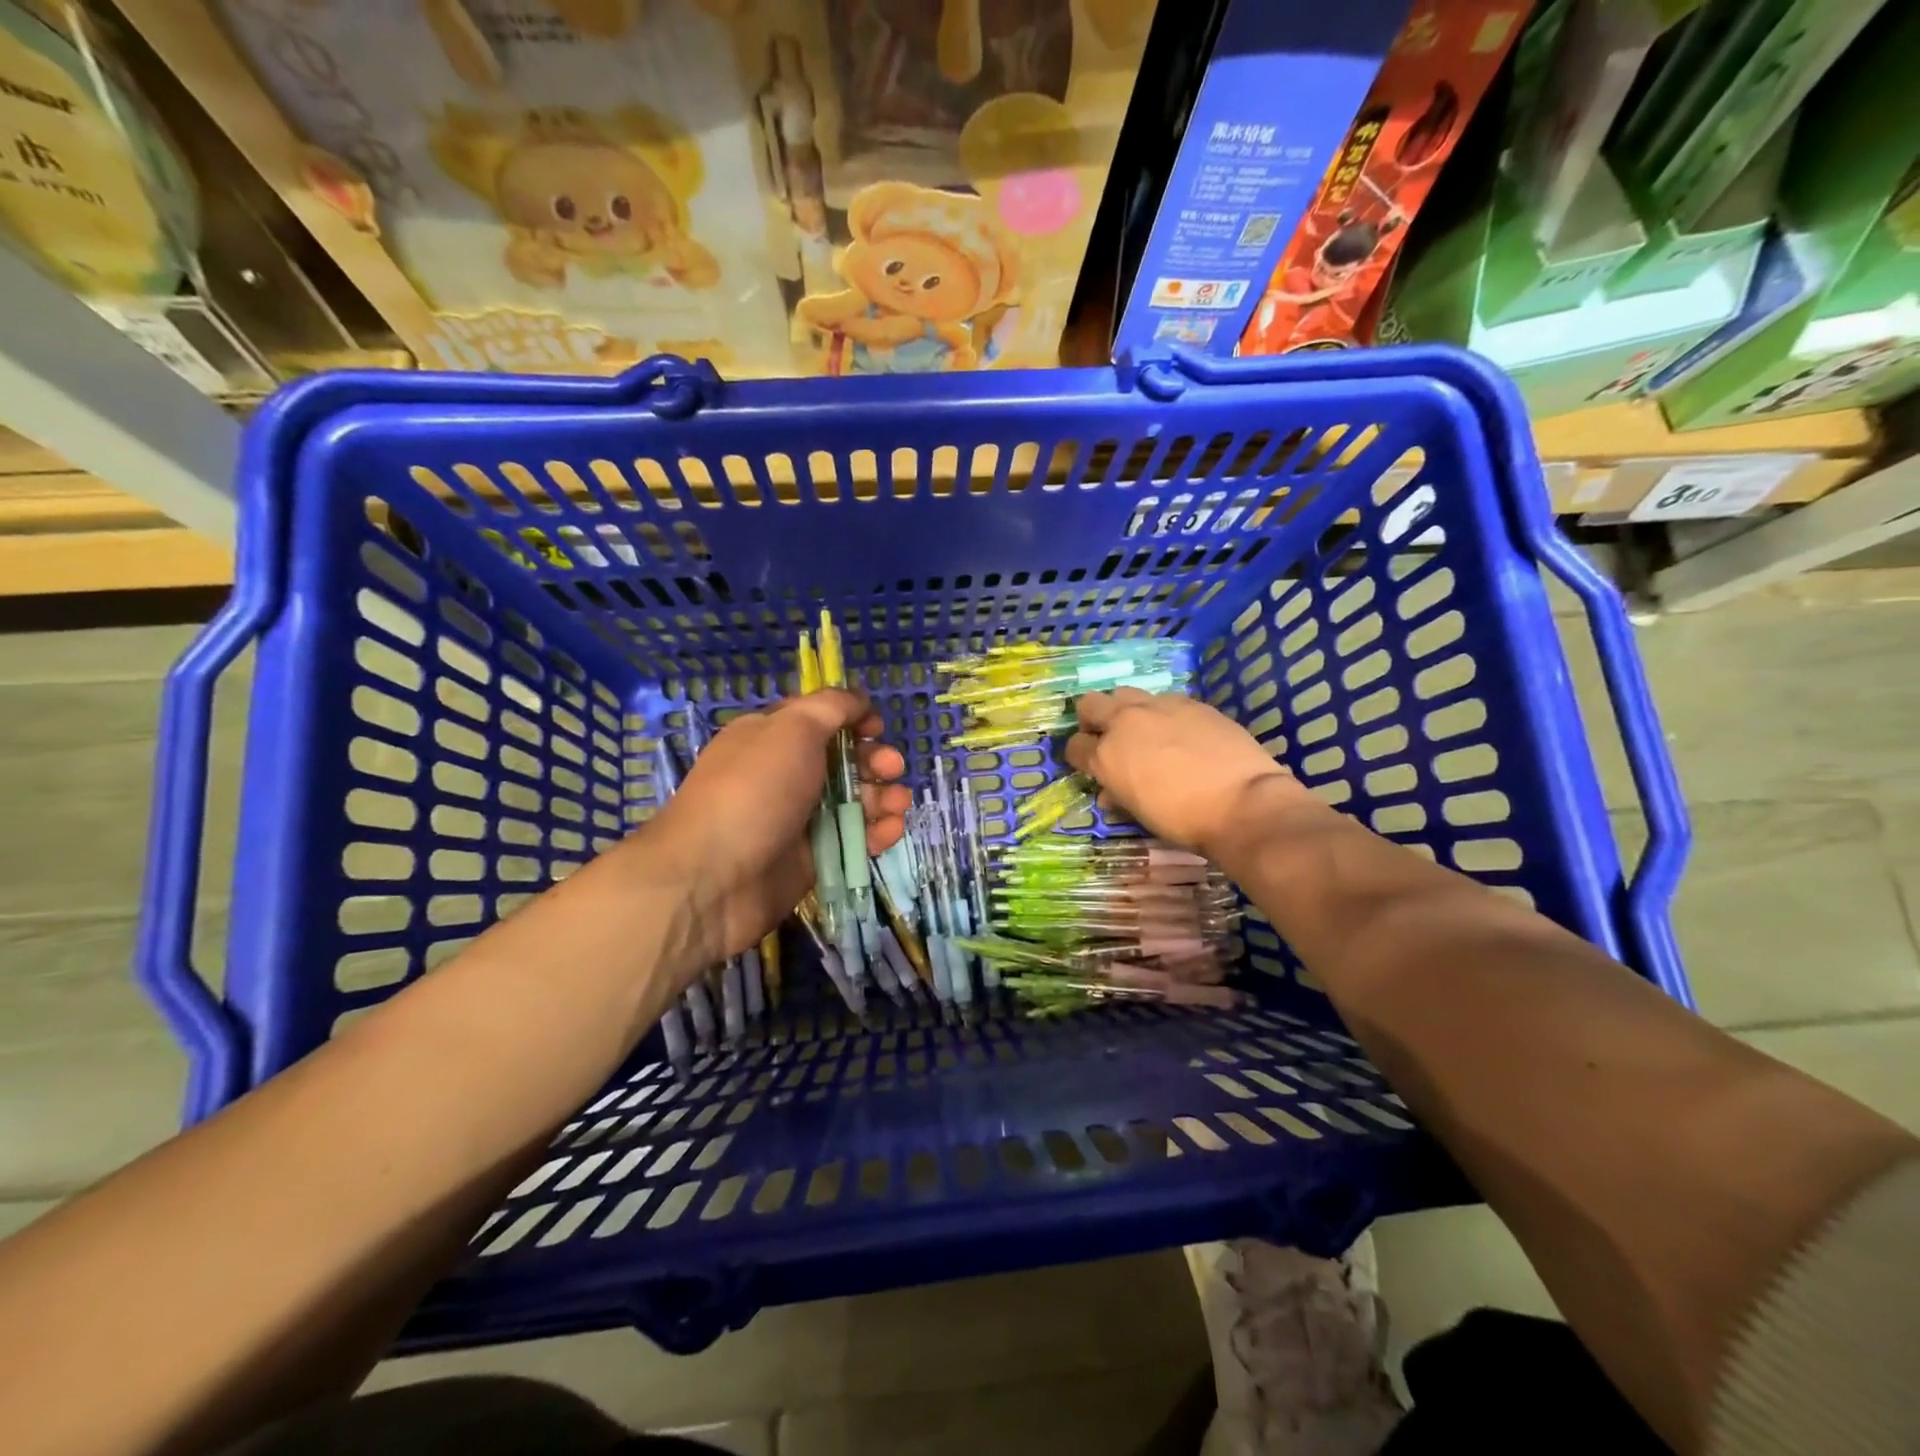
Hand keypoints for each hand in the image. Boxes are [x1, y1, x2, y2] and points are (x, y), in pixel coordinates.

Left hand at [635, 690, 908, 971]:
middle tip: (892, 769)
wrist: (713, 878)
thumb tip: (858, 699)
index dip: (853, 720)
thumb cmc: (754, 790)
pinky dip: (877, 833)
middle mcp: (786, 774)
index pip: (820, 719)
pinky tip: (891, 832)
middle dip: (875, 761)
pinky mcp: (813, 858)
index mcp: (773, 737)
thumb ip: (831, 707)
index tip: (877, 728)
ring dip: (884, 797)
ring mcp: (799, 818)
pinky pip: (853, 839)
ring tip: (898, 805)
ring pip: (854, 801)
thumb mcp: (792, 729)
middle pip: (844, 761)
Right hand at [1065, 689, 1304, 856]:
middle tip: (1105, 736)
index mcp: (1105, 755)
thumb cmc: (1183, 819)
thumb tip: (1111, 791)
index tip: (1086, 765)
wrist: (1242, 802)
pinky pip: (1163, 700)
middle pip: (1090, 704)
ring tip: (1141, 729)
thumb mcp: (1139, 812)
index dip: (1077, 755)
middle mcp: (1125, 722)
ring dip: (1124, 709)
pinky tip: (1177, 731)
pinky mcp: (1190, 702)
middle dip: (1091, 719)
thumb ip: (1118, 794)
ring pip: (1125, 693)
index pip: (1074, 746)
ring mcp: (1159, 706)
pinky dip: (1160, 712)